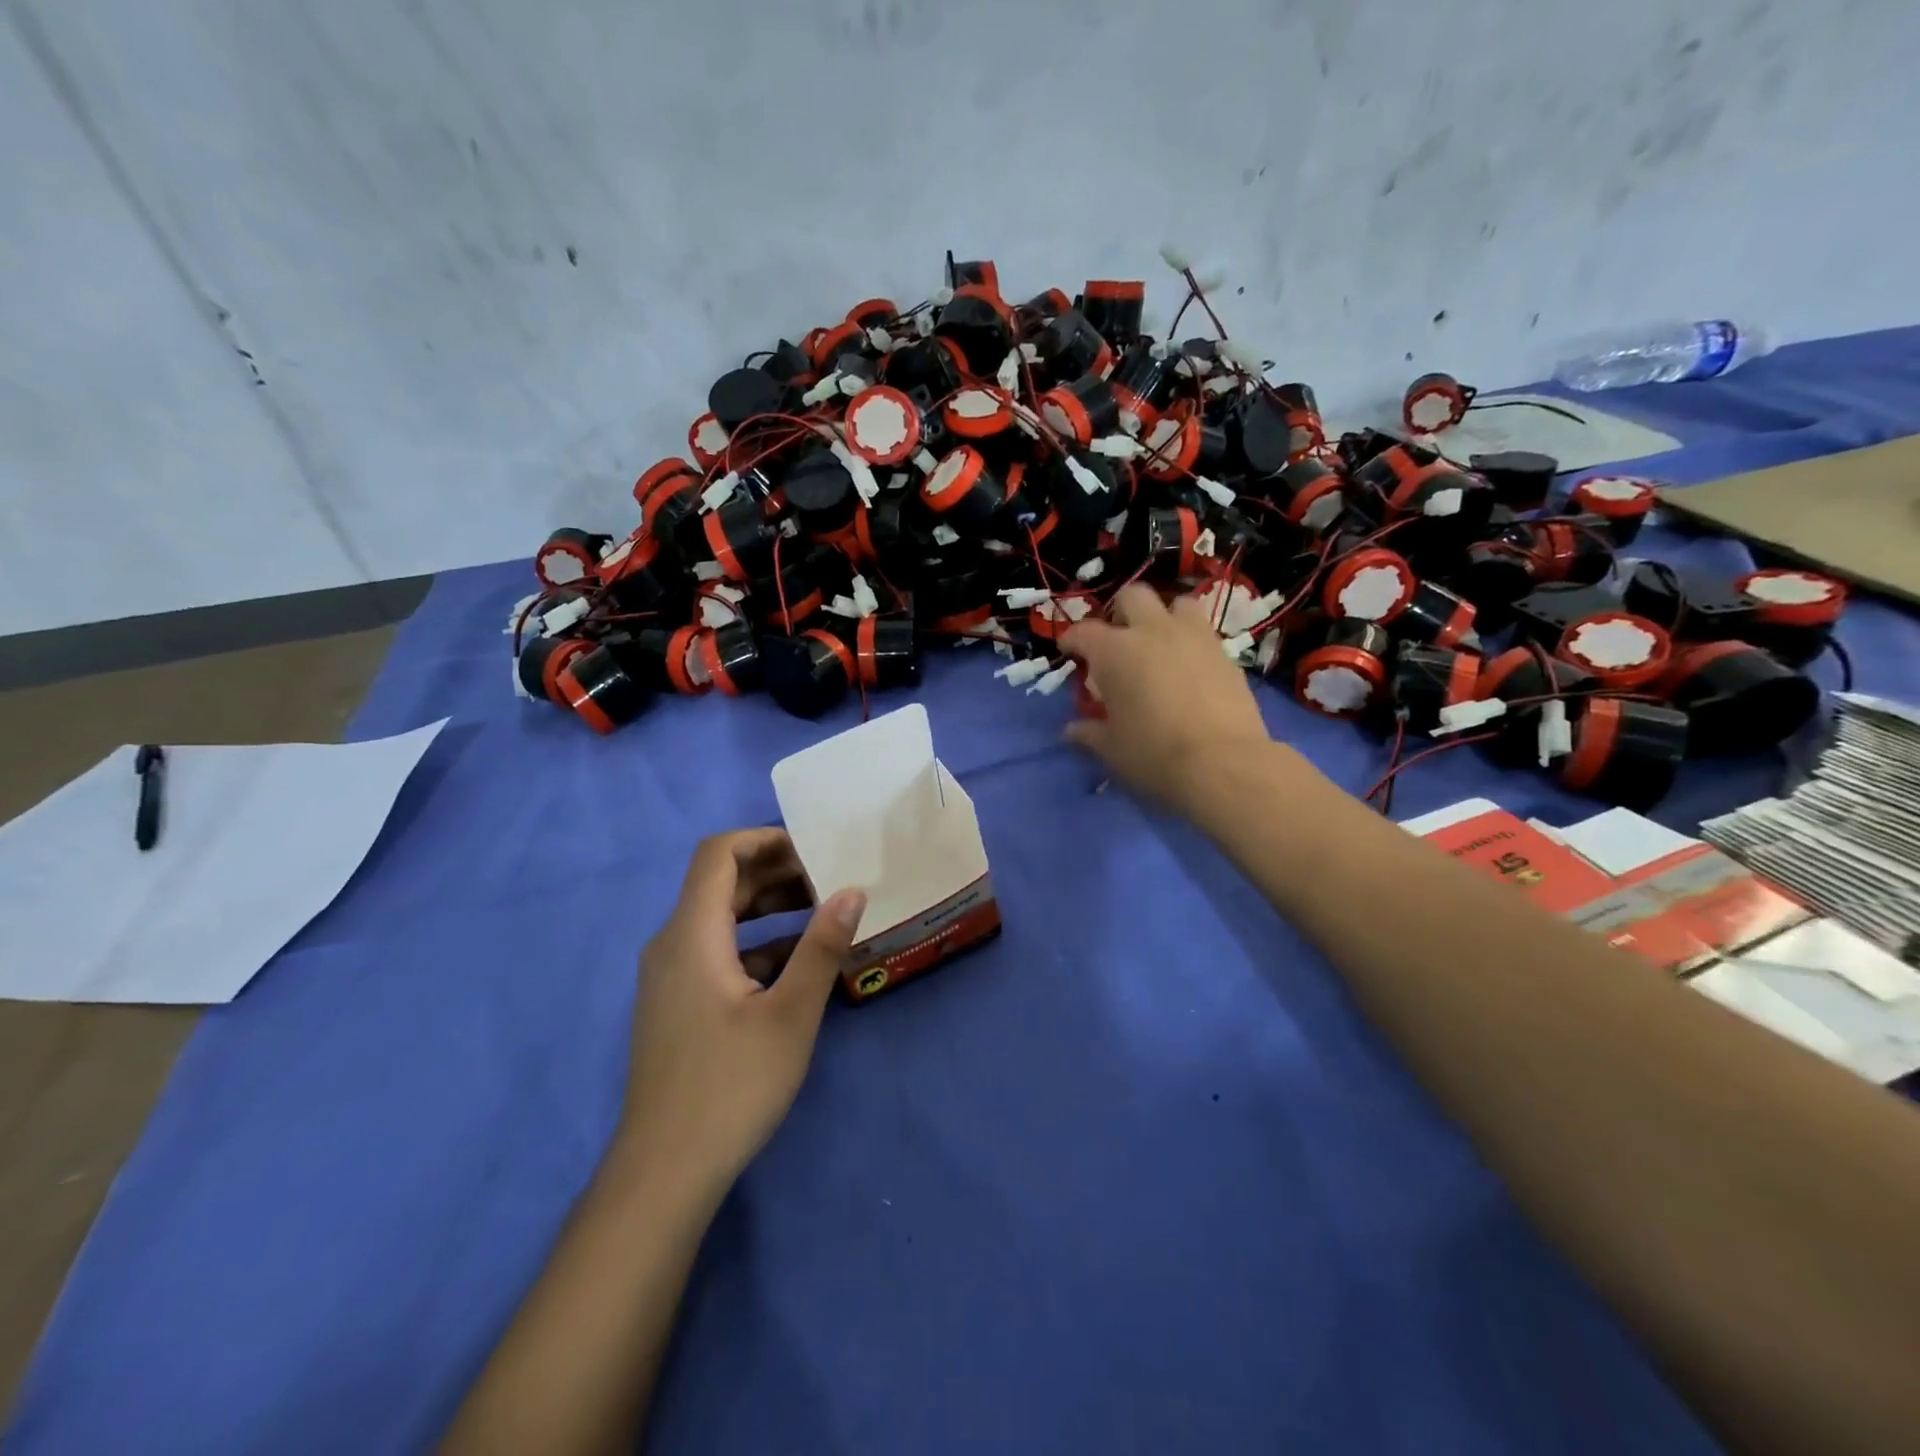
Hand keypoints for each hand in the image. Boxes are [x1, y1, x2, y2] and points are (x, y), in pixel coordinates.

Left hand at [618, 829, 865, 1198]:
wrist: (664, 1173)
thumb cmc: (731, 1085)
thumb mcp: (791, 1013)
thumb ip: (822, 946)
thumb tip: (852, 890)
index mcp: (691, 934)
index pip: (718, 854)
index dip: (764, 839)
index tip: (813, 850)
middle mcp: (672, 944)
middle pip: (720, 883)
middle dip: (775, 872)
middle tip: (829, 879)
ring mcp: (670, 977)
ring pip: (720, 918)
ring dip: (768, 907)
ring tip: (821, 912)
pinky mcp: (677, 1004)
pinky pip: (717, 952)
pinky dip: (756, 944)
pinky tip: (797, 963)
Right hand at [1060, 585, 1274, 809]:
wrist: (1223, 763)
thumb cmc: (1153, 754)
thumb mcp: (1111, 748)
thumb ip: (1089, 733)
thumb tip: (1071, 730)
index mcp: (1114, 651)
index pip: (1084, 632)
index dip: (1072, 639)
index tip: (1069, 651)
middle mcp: (1152, 631)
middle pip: (1133, 597)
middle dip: (1121, 613)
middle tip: (1118, 640)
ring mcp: (1194, 637)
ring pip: (1177, 604)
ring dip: (1164, 618)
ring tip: (1160, 644)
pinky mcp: (1225, 653)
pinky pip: (1204, 633)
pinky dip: (1191, 642)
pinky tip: (1189, 668)